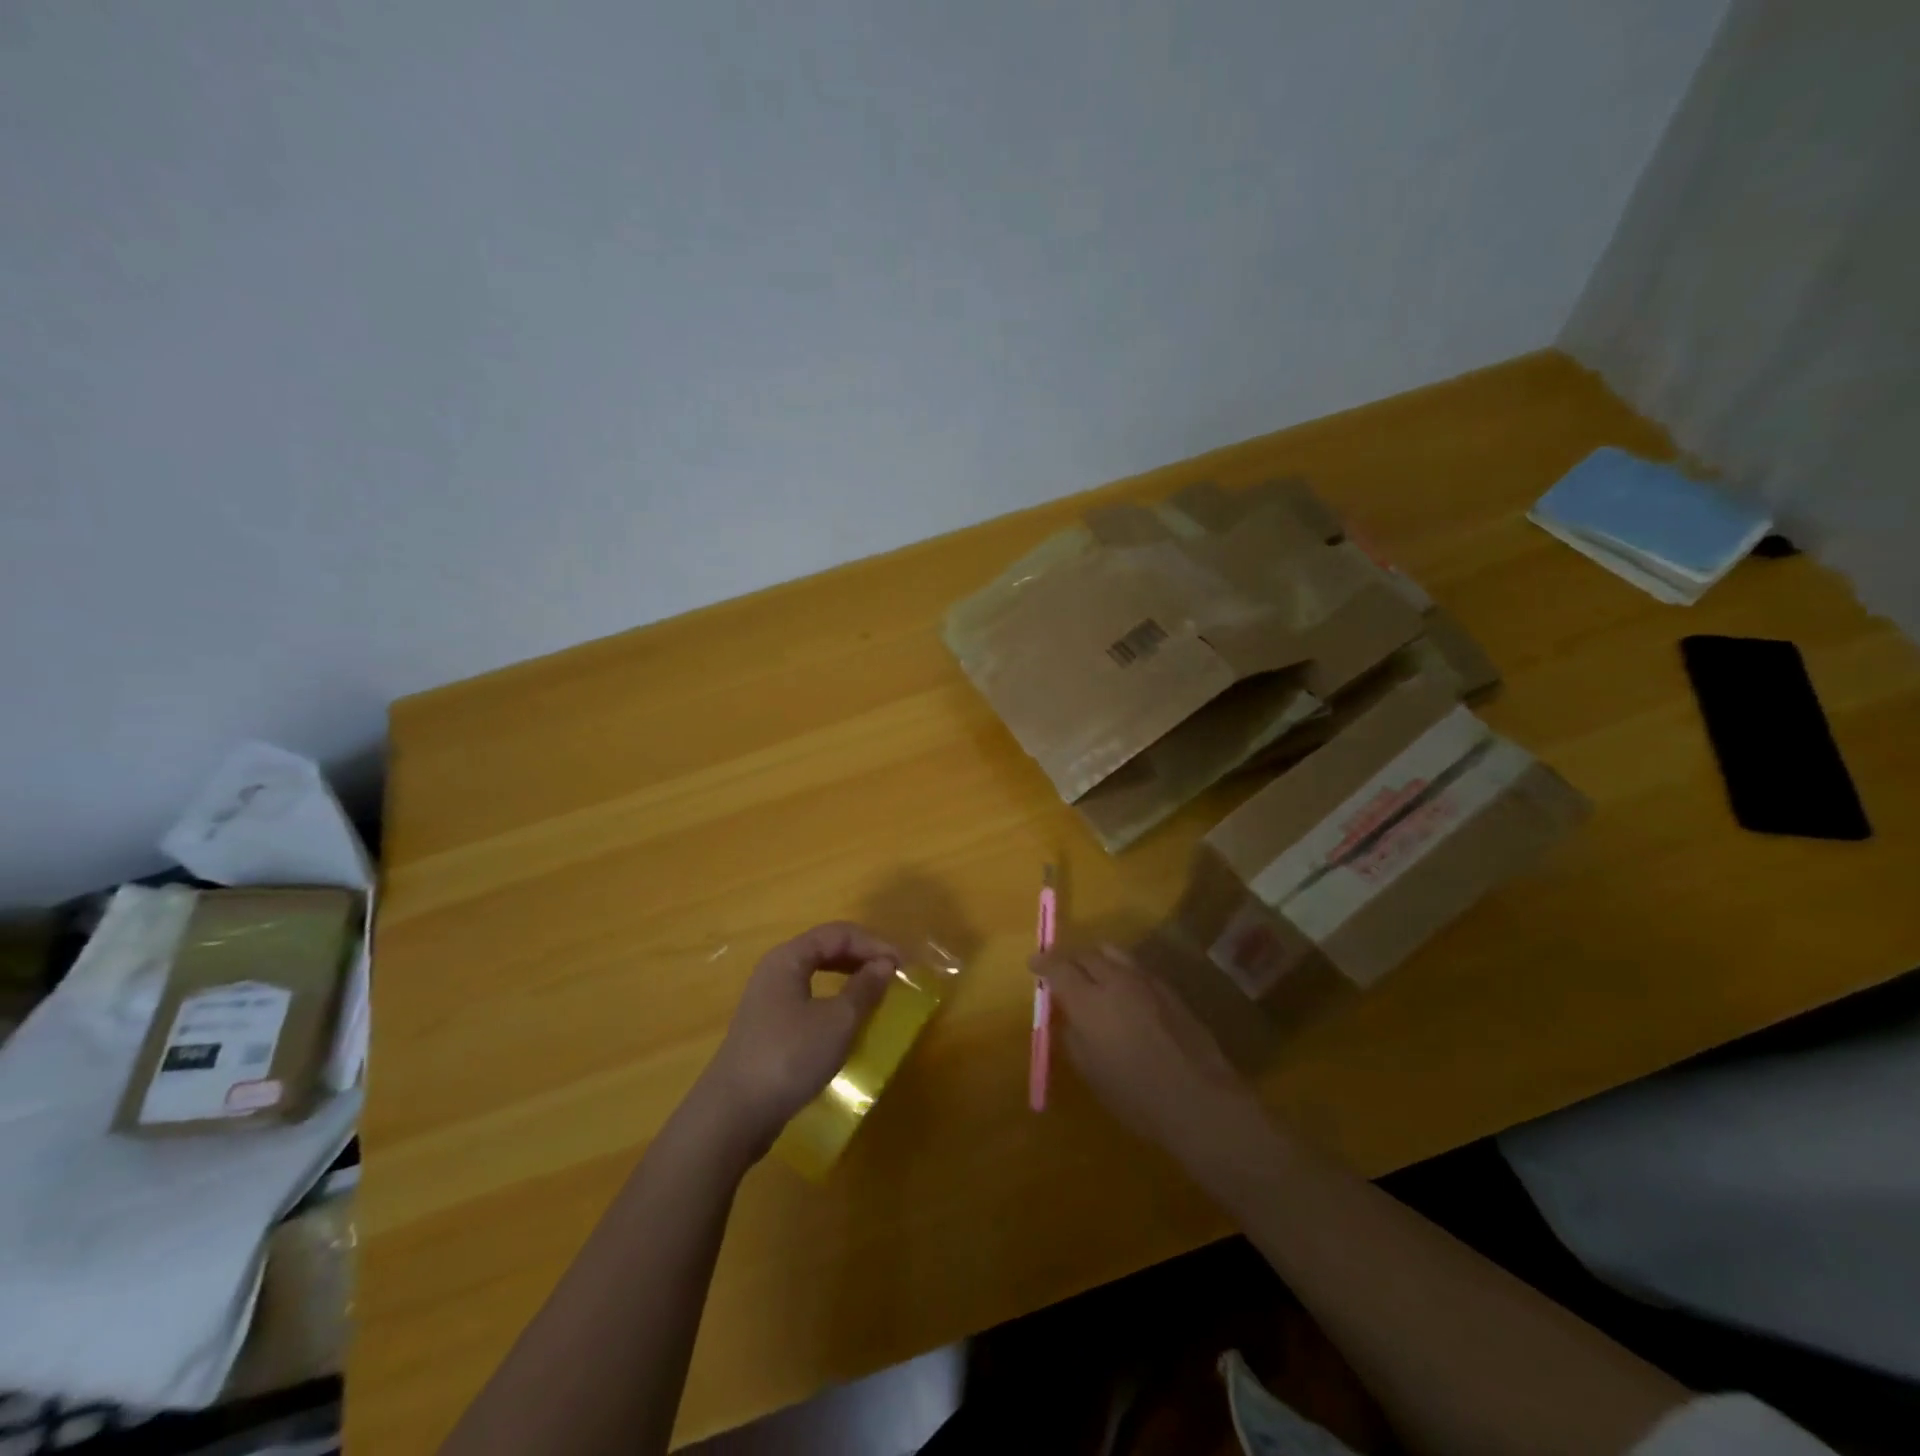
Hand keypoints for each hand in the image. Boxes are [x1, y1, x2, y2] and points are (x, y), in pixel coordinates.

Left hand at [698, 922, 899, 1159]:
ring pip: (816, 976)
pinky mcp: (768, 1029)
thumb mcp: (837, 1021)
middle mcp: (775, 971)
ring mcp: (768, 1001)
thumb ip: (864, 989)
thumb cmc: (789, 1057)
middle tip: (893, 976)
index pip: (838, 933)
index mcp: (789, 958)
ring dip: (849, 980)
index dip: (874, 943)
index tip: (903, 965)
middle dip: (862, 957)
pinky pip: (808, 1001)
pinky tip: (847, 1024)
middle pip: (825, 949)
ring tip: (876, 995)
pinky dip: (833, 1002)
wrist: (733, 1115)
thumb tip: (884, 964)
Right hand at [1033, 942, 1266, 1165]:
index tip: (1033, 964)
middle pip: (1085, 953)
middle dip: (1069, 958)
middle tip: (1060, 970)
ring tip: (1091, 974)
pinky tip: (1122, 990)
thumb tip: (1070, 1017)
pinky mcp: (1168, 988)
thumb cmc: (1135, 1094)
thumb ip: (1073, 1036)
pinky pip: (1135, 967)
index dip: (1043, 963)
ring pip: (1113, 953)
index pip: (1057, 967)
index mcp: (1088, 1000)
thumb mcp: (1091, 1071)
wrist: (1198, 1098)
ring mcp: (1145, 980)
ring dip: (1096, 958)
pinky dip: (1120, 970)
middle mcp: (1115, 980)